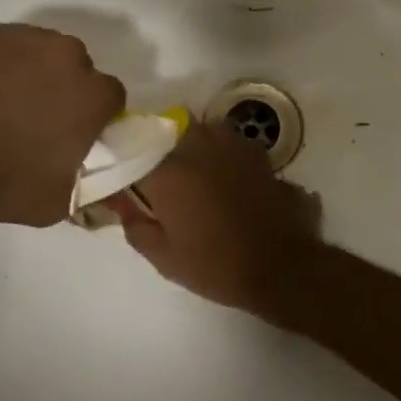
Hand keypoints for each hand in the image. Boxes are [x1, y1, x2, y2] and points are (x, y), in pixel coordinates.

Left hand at [0, 24, 125, 226]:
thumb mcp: (56, 202)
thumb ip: (87, 181)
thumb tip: (94, 173)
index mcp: (91, 94)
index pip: (110, 97)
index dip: (93, 116)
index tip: (72, 135)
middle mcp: (65, 54)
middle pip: (76, 68)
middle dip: (62, 89)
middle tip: (33, 121)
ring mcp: (22, 36)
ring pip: (39, 52)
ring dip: (30, 73)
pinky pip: (1, 46)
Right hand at [111, 119, 322, 318]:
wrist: (282, 266)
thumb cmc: (217, 265)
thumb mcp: (164, 257)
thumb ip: (135, 224)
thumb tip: (119, 201)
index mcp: (166, 171)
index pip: (131, 154)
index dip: (127, 170)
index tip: (126, 186)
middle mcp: (194, 145)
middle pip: (163, 137)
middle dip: (158, 155)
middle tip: (161, 186)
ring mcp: (227, 142)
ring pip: (195, 134)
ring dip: (188, 150)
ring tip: (193, 181)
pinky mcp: (252, 148)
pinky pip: (222, 141)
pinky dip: (216, 154)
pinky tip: (222, 179)